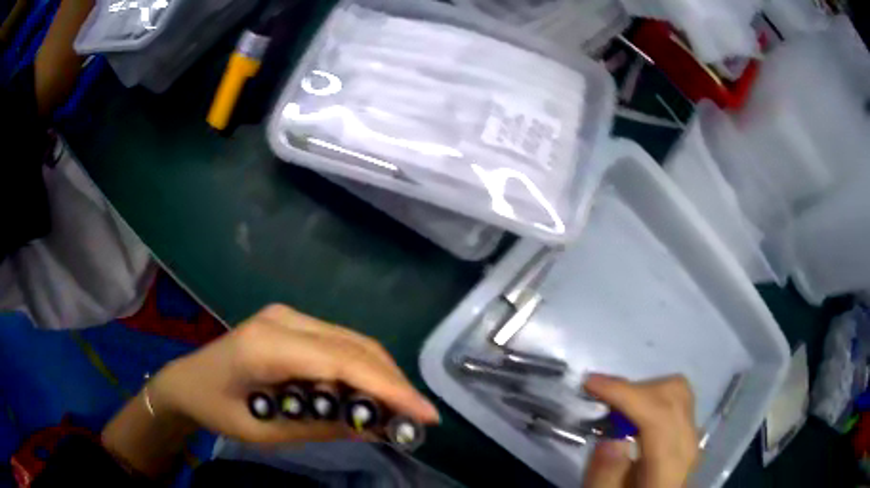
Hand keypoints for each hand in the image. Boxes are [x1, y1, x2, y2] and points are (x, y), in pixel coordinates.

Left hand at [150, 304, 439, 443]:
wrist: (186, 380)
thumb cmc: (216, 408)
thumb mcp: (266, 431)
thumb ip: (321, 427)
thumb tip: (377, 428)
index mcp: (268, 344)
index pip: (344, 362)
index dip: (390, 388)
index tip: (425, 416)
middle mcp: (284, 319)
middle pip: (356, 346)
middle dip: (393, 382)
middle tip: (417, 417)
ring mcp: (288, 315)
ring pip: (353, 341)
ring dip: (381, 375)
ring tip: (397, 410)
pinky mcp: (291, 323)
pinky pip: (339, 343)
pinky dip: (360, 369)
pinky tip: (367, 393)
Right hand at [582, 375, 698, 487]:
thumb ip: (606, 475)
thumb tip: (610, 439)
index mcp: (669, 468)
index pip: (659, 416)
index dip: (626, 393)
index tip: (591, 383)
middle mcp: (688, 446)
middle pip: (674, 394)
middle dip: (634, 389)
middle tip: (601, 399)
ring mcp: (692, 436)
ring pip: (678, 391)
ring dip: (644, 391)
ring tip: (616, 408)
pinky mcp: (689, 432)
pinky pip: (677, 400)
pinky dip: (653, 396)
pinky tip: (633, 414)